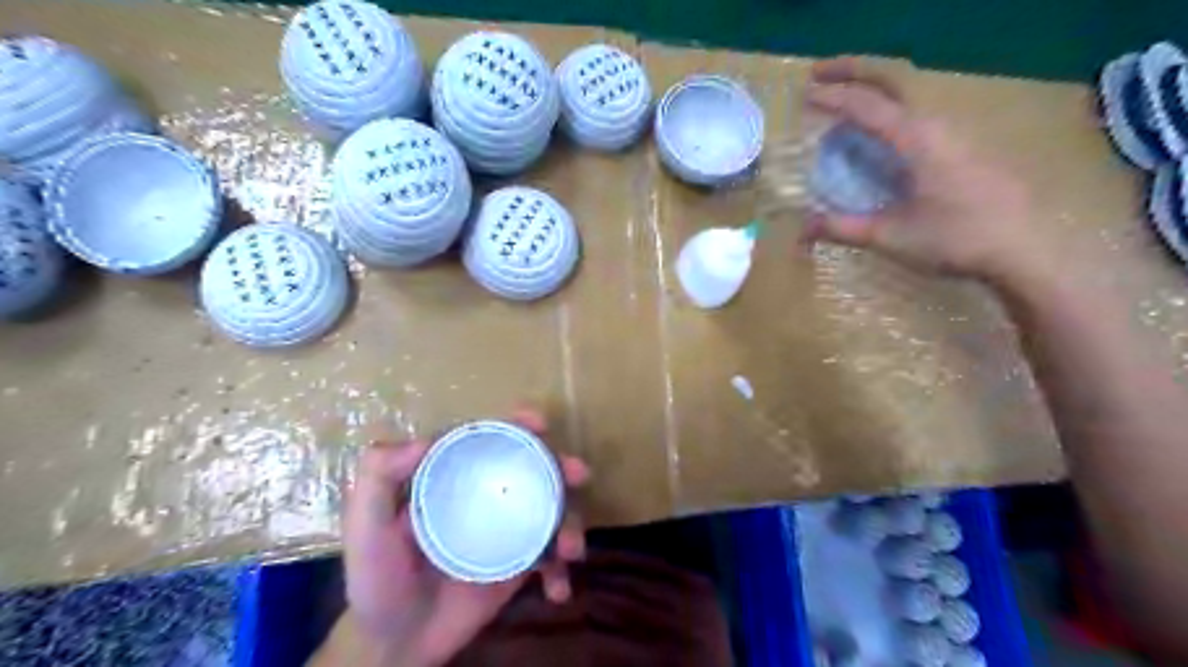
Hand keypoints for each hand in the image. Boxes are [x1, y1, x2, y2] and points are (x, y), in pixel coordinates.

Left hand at [341, 405, 585, 666]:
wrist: (396, 646)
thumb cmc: (378, 581)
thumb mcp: (365, 529)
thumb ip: (377, 480)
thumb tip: (425, 439)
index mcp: (453, 480)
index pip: (488, 442)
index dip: (515, 426)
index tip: (538, 422)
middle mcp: (485, 498)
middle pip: (531, 470)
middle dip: (560, 466)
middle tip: (578, 473)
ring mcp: (506, 532)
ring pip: (550, 511)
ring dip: (570, 522)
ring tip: (570, 549)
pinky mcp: (518, 566)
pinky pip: (549, 560)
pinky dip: (560, 571)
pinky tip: (559, 590)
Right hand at [809, 58, 1047, 281]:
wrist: (1024, 248)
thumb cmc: (956, 239)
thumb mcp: (890, 237)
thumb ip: (843, 228)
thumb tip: (802, 228)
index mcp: (917, 140)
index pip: (867, 106)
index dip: (832, 98)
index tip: (804, 95)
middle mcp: (936, 124)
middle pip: (894, 78)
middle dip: (853, 70)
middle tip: (819, 74)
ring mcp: (954, 132)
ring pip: (908, 94)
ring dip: (871, 91)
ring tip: (841, 109)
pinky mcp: (962, 146)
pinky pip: (916, 114)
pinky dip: (888, 111)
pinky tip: (877, 139)